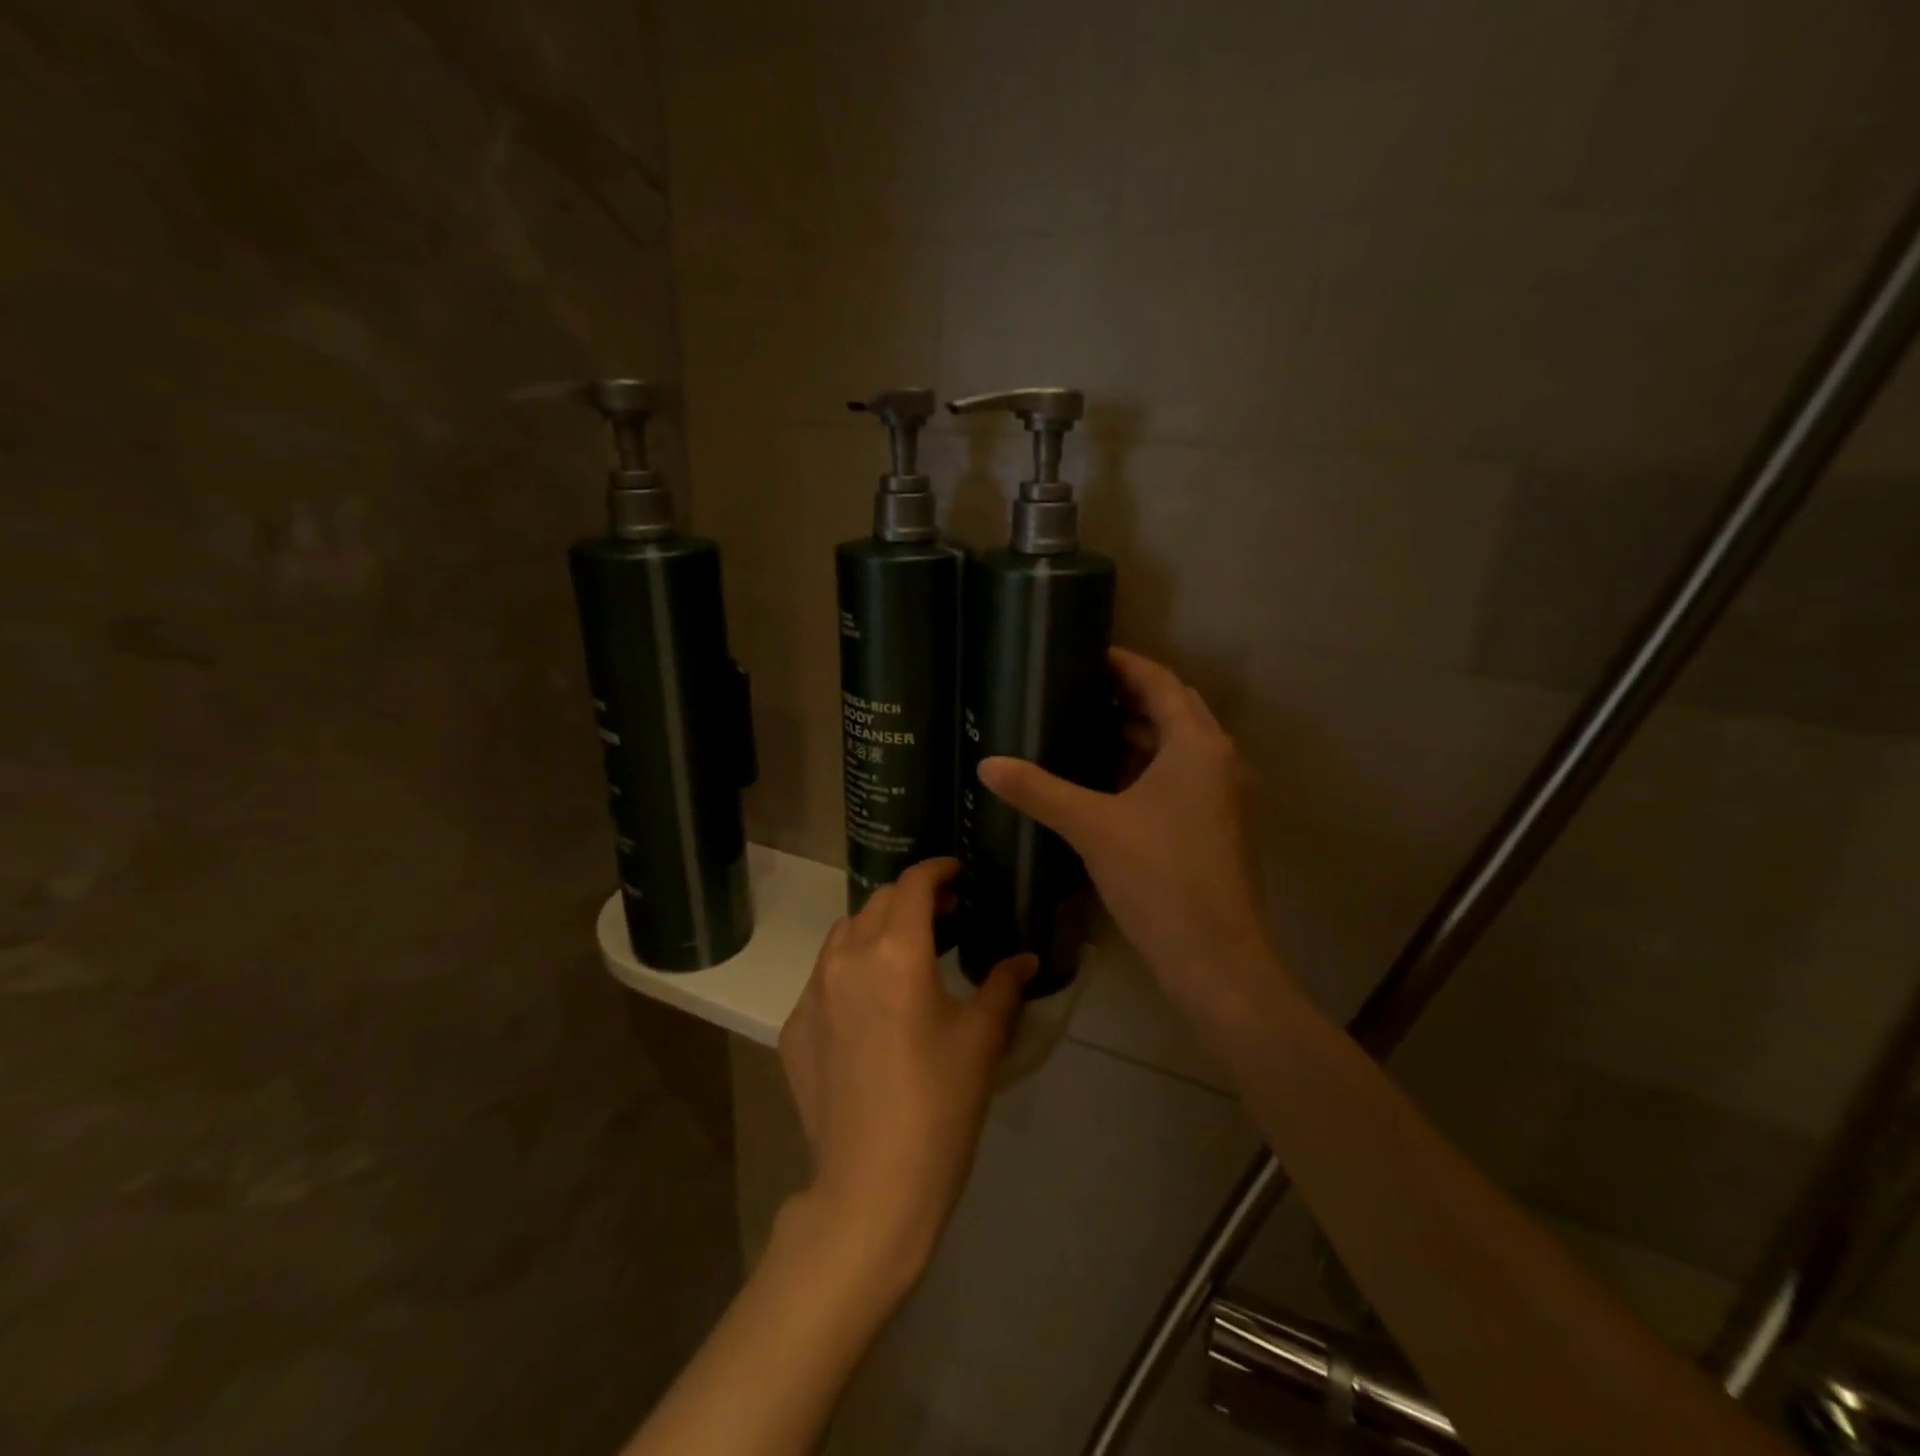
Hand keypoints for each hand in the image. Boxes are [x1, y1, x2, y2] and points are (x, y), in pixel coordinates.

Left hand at [778, 858, 1034, 1289]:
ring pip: (844, 935)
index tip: (957, 874)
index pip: (913, 883)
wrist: (871, 1187)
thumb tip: (1026, 958)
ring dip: (876, 929)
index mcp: (896, 950)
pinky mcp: (794, 1026)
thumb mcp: (982, 1040)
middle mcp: (847, 957)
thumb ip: (1004, 985)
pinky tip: (870, 1009)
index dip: (937, 870)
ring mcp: (813, 992)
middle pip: (877, 902)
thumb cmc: (939, 1105)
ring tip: (905, 955)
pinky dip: (850, 972)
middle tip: (944, 918)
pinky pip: (823, 978)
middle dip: (912, 899)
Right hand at [978, 648, 1278, 1016]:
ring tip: (1085, 729)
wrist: (1214, 957)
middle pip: (1174, 710)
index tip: (1087, 656)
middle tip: (1079, 691)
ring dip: (1139, 735)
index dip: (1125, 665)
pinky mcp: (1218, 826)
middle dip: (1130, 697)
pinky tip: (1108, 781)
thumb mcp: (1091, 826)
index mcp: (1199, 746)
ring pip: (1179, 748)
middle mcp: (1220, 761)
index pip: (1161, 683)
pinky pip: (1181, 778)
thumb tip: (987, 764)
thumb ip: (1039, 790)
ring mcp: (1224, 797)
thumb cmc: (1158, 877)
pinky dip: (1147, 769)